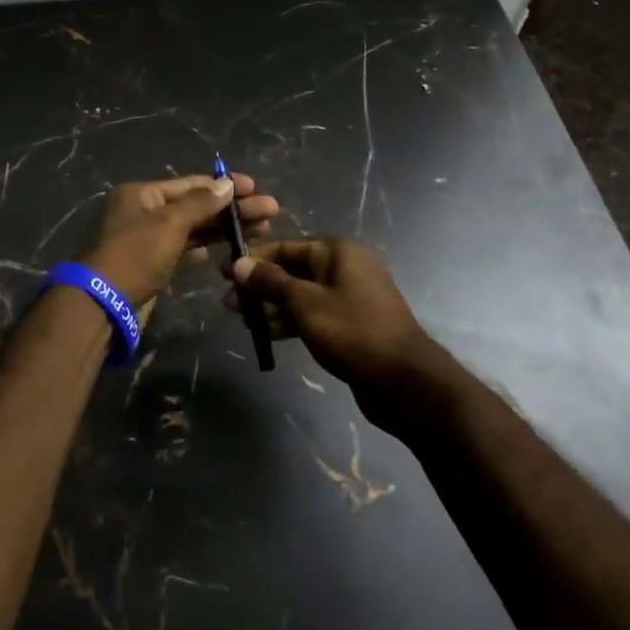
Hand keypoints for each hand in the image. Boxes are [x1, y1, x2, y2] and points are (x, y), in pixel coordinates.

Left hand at [79, 174, 278, 308]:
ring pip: (193, 229)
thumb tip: (227, 184)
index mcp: (143, 194)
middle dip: (232, 209)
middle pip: (196, 206)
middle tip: (270, 212)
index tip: (256, 188)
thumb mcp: (169, 223)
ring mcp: (149, 239)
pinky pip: (185, 250)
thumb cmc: (135, 254)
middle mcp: (145, 212)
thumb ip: (200, 203)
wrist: (103, 303)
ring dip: (224, 229)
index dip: (224, 185)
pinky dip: (206, 248)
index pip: (192, 184)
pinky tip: (230, 250)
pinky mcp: (154, 265)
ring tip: (262, 230)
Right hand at [224, 238, 439, 412]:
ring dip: (271, 305)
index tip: (223, 272)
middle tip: (229, 302)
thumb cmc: (354, 332)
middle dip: (259, 285)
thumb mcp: (306, 304)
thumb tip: (239, 264)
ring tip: (241, 320)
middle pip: (291, 269)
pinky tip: (269, 334)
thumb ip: (271, 282)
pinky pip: (313, 313)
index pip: (285, 246)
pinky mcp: (350, 323)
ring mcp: (349, 296)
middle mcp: (344, 267)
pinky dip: (291, 320)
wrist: (406, 383)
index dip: (252, 259)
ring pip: (300, 294)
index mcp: (337, 252)